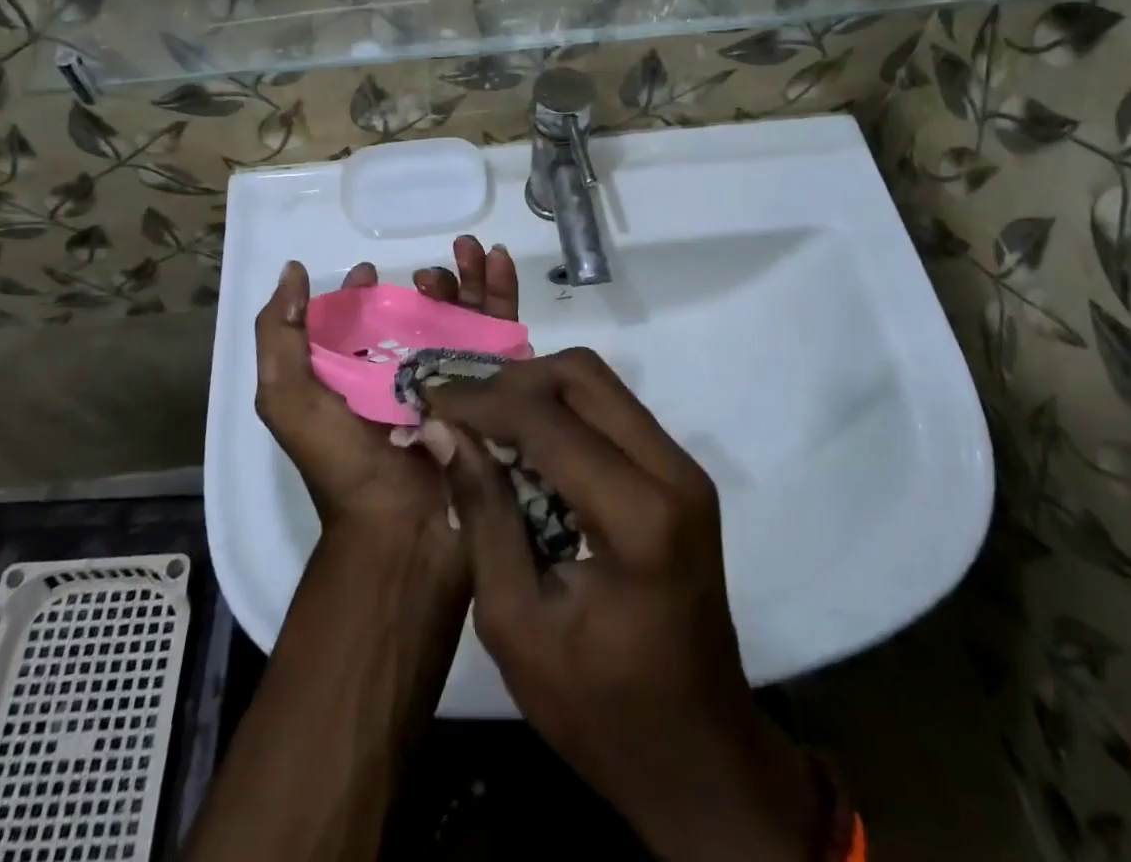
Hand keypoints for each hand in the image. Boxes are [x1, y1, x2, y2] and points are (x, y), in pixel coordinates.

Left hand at [254, 237, 518, 543]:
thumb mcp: (287, 396)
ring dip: (469, 275)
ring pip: (466, 312)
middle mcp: (410, 373)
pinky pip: (501, 330)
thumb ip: (279, 334)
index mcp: (362, 375)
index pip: (366, 320)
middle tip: (427, 271)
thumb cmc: (341, 459)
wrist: (402, 526)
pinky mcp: (493, 384)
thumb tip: (293, 271)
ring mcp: (455, 377)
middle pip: (424, 311)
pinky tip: (498, 260)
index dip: (363, 292)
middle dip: (431, 279)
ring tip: (469, 250)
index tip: (368, 272)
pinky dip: (500, 291)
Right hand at [422, 349, 835, 861]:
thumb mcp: (516, 625)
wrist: (699, 754)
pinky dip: (563, 409)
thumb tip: (444, 430)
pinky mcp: (682, 474)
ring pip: (600, 383)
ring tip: (486, 420)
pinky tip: (526, 441)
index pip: (548, 420)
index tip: (430, 399)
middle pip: (583, 375)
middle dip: (512, 380)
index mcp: (638, 518)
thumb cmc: (599, 709)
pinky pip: (614, 410)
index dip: (482, 401)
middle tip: (461, 408)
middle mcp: (672, 472)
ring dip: (537, 388)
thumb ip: (483, 515)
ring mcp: (685, 468)